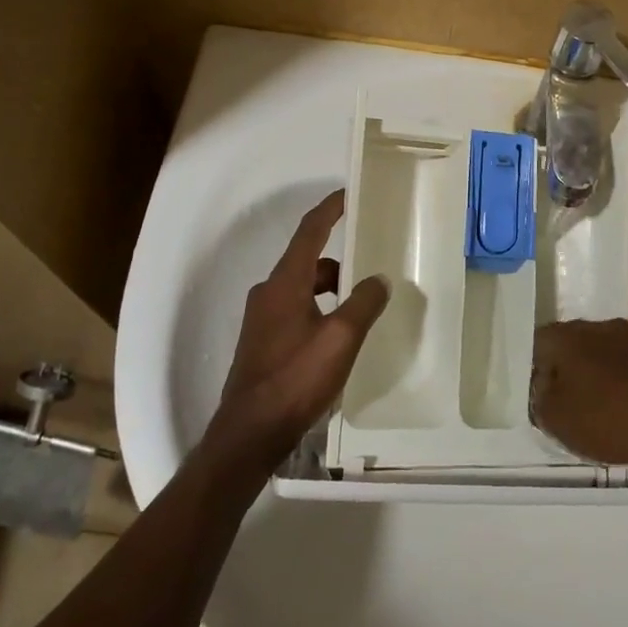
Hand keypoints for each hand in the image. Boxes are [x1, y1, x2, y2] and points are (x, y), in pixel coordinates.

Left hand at [207, 190, 388, 469]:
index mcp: (285, 282)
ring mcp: (261, 318)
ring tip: (361, 302)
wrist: (249, 433)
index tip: (350, 193)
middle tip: (370, 259)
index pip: (310, 231)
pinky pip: (295, 308)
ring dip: (330, 286)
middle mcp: (268, 292)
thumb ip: (363, 304)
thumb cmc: (295, 379)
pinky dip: (319, 307)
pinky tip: (338, 332)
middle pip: (307, 259)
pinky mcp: (262, 341)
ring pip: (301, 286)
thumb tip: (379, 279)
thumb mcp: (340, 339)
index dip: (330, 208)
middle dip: (339, 256)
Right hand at [530, 318, 627, 469]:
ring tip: (597, 415)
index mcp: (566, 336)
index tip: (541, 399)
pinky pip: (626, 368)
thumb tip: (545, 387)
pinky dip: (620, 387)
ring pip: (599, 356)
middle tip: (566, 408)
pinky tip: (625, 414)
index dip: (535, 372)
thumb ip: (540, 400)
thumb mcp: (557, 420)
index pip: (537, 345)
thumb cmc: (609, 418)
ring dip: (595, 379)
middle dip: (565, 373)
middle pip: (570, 347)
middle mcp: (596, 326)